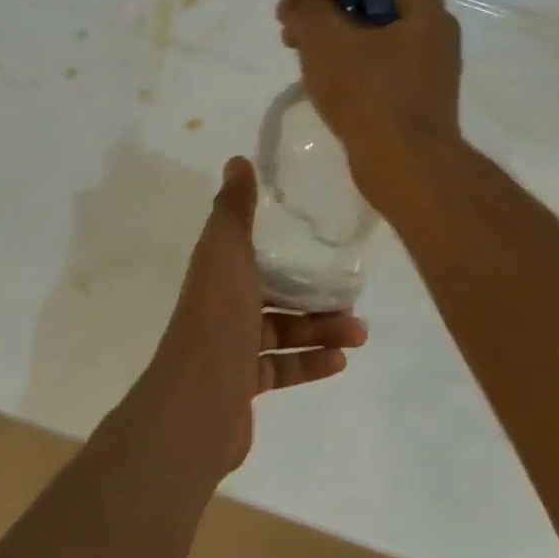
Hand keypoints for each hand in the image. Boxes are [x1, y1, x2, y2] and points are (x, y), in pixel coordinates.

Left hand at [138, 157, 365, 473]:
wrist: (199, 398)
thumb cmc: (218, 316)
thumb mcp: (227, 250)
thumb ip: (235, 208)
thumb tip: (237, 159)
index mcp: (215, 273)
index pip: (246, 254)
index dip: (279, 249)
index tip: (318, 246)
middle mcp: (219, 307)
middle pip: (270, 296)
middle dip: (311, 297)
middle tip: (352, 299)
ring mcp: (229, 349)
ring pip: (280, 333)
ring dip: (320, 330)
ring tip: (359, 333)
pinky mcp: (242, 385)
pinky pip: (280, 368)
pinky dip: (309, 363)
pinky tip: (340, 361)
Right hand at [273, 0, 463, 213]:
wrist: (407, 166)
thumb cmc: (367, 94)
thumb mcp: (325, 40)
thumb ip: (304, 0)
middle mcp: (432, 22)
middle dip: (324, 3)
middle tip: (287, 21)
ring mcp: (428, 60)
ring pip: (371, 29)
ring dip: (331, 32)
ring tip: (296, 50)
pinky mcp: (418, 91)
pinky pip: (378, 60)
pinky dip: (349, 59)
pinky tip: (321, 77)